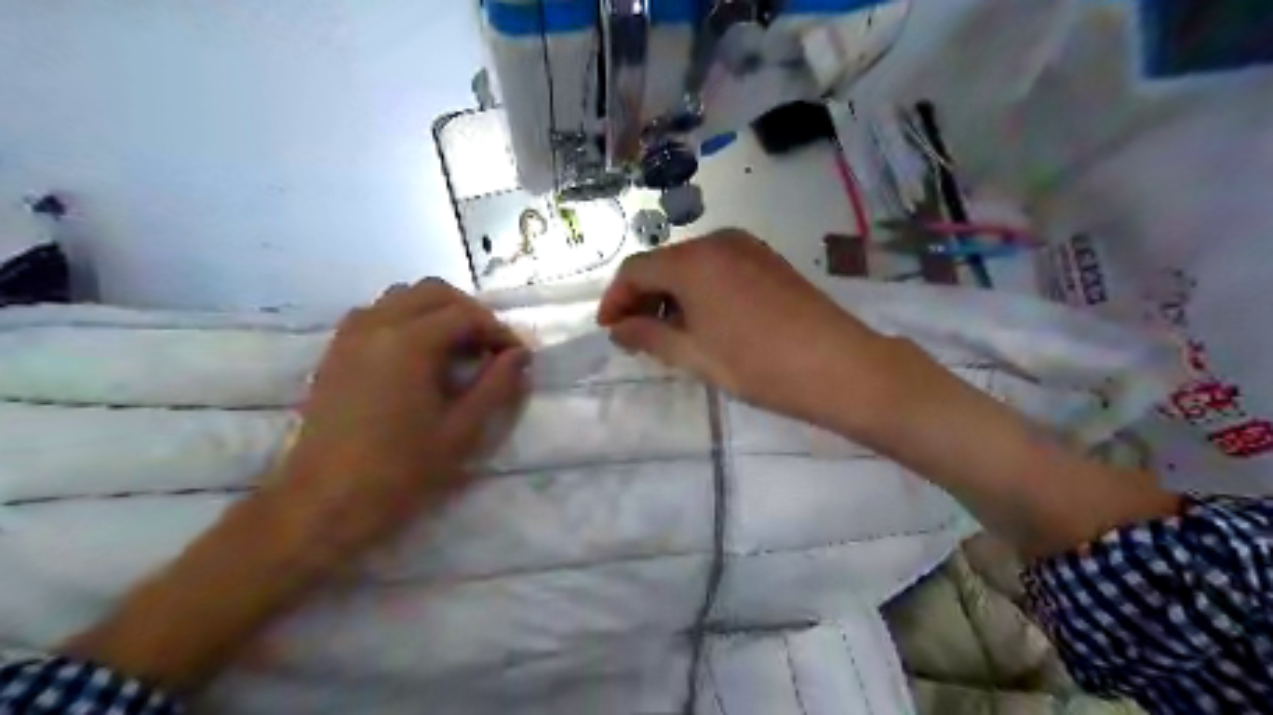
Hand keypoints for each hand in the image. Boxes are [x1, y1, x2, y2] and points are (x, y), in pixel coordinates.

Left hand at [279, 279, 532, 570]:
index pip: (466, 314)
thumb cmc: (400, 471)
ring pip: (403, 297)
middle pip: (433, 292)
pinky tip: (419, 357)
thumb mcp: (461, 431)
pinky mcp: (335, 351)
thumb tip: (520, 354)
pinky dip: (407, 320)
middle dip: (469, 312)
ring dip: (437, 312)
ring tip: (456, 350)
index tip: (516, 356)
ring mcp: (350, 335)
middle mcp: (376, 324)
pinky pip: (377, 314)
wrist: (323, 503)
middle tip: (489, 348)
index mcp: (409, 342)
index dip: (498, 330)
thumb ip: (496, 385)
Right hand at [599, 230, 893, 429]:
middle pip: (663, 263)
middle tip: (636, 336)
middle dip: (643, 297)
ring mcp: (746, 246)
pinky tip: (704, 320)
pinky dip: (699, 289)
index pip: (635, 271)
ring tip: (669, 333)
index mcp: (692, 261)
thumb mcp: (694, 355)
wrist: (837, 365)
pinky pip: (717, 267)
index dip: (615, 300)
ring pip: (691, 264)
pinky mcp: (767, 258)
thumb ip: (648, 336)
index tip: (610, 331)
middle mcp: (717, 241)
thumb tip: (618, 328)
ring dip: (671, 294)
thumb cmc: (757, 364)